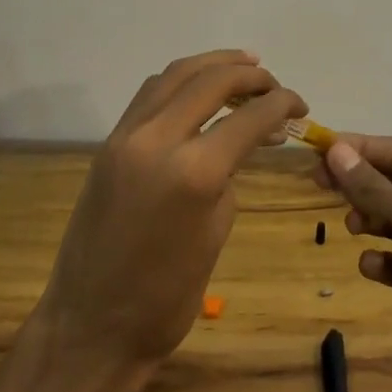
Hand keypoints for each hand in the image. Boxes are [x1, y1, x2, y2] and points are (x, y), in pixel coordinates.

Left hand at [31, 50, 305, 386]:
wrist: (91, 326)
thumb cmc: (167, 296)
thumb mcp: (217, 231)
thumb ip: (230, 174)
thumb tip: (243, 141)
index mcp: (194, 171)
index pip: (249, 116)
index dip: (282, 104)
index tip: (300, 106)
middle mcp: (157, 139)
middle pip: (211, 80)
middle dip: (250, 75)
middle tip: (274, 85)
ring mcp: (126, 136)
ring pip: (174, 75)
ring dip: (213, 65)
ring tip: (244, 66)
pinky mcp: (109, 143)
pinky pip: (150, 94)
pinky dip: (181, 82)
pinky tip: (200, 90)